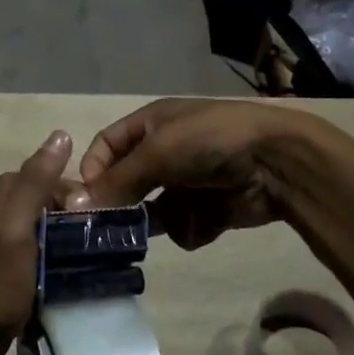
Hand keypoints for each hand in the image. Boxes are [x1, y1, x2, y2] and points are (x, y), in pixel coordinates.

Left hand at [0, 130, 77, 354]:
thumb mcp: (16, 225)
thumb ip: (36, 182)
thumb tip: (62, 135)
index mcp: (8, 192)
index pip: (53, 174)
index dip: (75, 191)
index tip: (90, 216)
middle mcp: (11, 208)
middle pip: (57, 197)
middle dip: (78, 212)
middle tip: (92, 240)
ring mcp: (16, 236)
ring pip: (57, 221)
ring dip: (76, 233)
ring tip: (94, 255)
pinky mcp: (24, 260)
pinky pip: (54, 244)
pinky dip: (68, 250)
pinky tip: (82, 266)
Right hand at [75, 98, 303, 249]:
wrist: (277, 161)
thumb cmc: (209, 141)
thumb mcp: (157, 152)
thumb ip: (118, 180)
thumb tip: (76, 204)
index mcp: (151, 125)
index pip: (107, 146)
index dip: (94, 169)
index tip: (86, 200)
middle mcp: (166, 152)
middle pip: (128, 183)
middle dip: (124, 204)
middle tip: (112, 229)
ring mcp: (188, 183)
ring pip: (153, 212)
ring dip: (160, 219)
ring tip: (174, 219)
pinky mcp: (210, 209)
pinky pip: (183, 226)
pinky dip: (191, 226)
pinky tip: (207, 221)